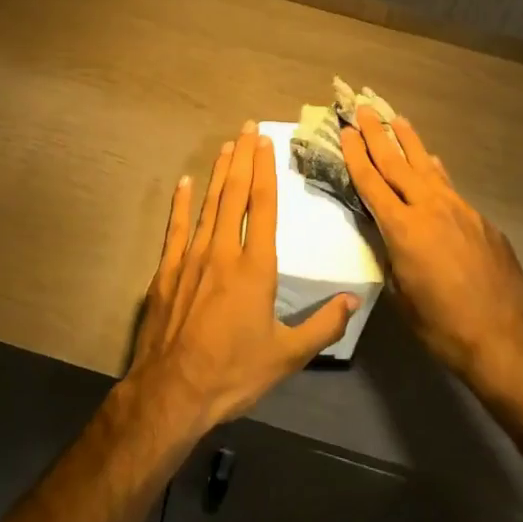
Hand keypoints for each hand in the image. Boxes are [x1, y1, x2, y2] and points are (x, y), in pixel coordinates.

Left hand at [127, 122, 358, 439]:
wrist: (172, 393)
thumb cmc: (233, 373)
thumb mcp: (287, 356)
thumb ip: (323, 325)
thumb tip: (354, 301)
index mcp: (255, 267)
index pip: (263, 206)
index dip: (266, 170)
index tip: (266, 142)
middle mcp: (223, 251)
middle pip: (235, 194)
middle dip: (244, 159)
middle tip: (248, 128)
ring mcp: (192, 258)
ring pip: (208, 204)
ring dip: (219, 173)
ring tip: (227, 146)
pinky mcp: (168, 271)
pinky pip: (176, 228)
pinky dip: (180, 203)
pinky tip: (183, 182)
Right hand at [342, 108, 522, 392]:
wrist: (506, 337)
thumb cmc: (444, 327)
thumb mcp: (402, 296)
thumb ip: (393, 259)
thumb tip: (392, 241)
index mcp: (403, 229)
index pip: (372, 183)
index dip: (356, 155)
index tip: (346, 130)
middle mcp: (429, 209)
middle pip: (397, 163)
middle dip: (378, 135)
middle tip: (364, 109)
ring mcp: (459, 210)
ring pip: (427, 167)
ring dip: (410, 142)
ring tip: (398, 120)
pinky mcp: (481, 220)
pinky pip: (450, 187)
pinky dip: (435, 172)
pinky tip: (433, 165)